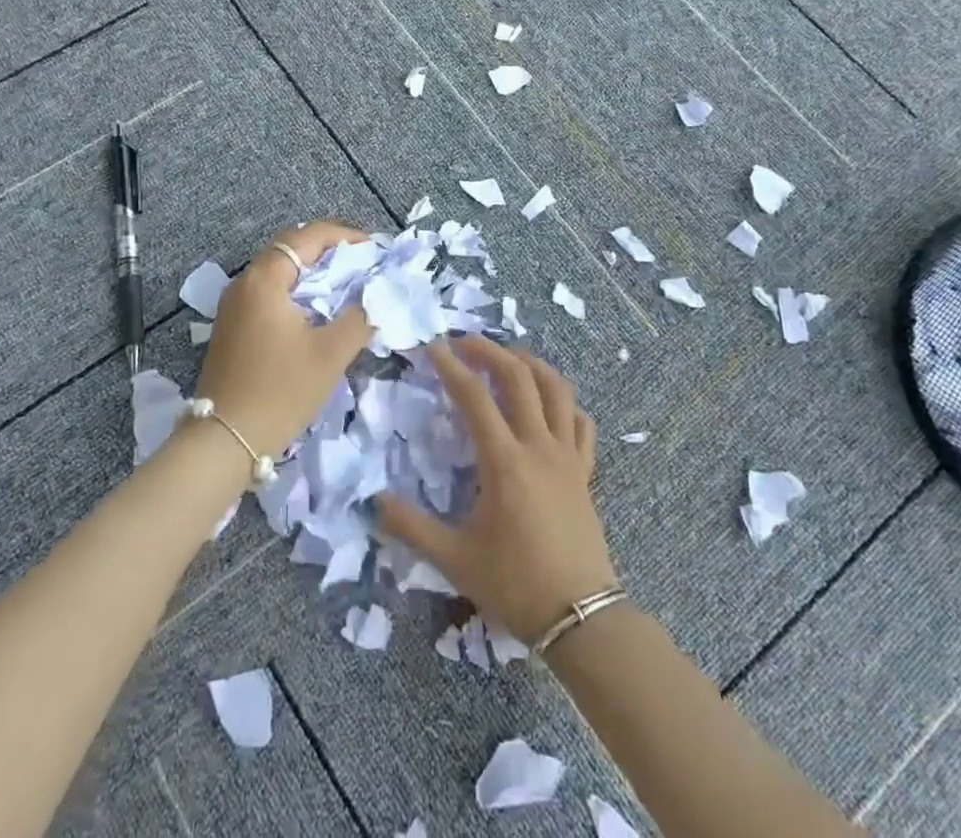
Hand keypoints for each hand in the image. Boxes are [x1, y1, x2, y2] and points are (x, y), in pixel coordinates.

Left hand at [194, 221, 372, 456]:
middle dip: (329, 251)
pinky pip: (269, 293)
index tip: (373, 248)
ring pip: (279, 272)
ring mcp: (234, 305)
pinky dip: (297, 291)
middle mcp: (244, 282)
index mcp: (265, 279)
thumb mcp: (331, 353)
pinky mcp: (233, 326)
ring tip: (346, 284)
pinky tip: (317, 311)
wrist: (225, 440)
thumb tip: (377, 295)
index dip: (344, 236)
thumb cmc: (281, 390)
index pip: (307, 236)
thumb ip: (360, 316)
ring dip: (312, 272)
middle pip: (290, 249)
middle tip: (362, 262)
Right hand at [377, 335, 615, 642]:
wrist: (581, 618)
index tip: (432, 347)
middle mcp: (538, 446)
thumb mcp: (454, 559)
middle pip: (518, 377)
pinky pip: (580, 422)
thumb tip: (374, 502)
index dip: (451, 367)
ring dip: (530, 364)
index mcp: (504, 461)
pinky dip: (563, 402)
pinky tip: (550, 404)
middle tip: (463, 342)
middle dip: (489, 351)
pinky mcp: (585, 471)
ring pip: (556, 389)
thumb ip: (411, 528)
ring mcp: (567, 456)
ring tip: (508, 357)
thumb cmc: (515, 584)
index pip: (474, 397)